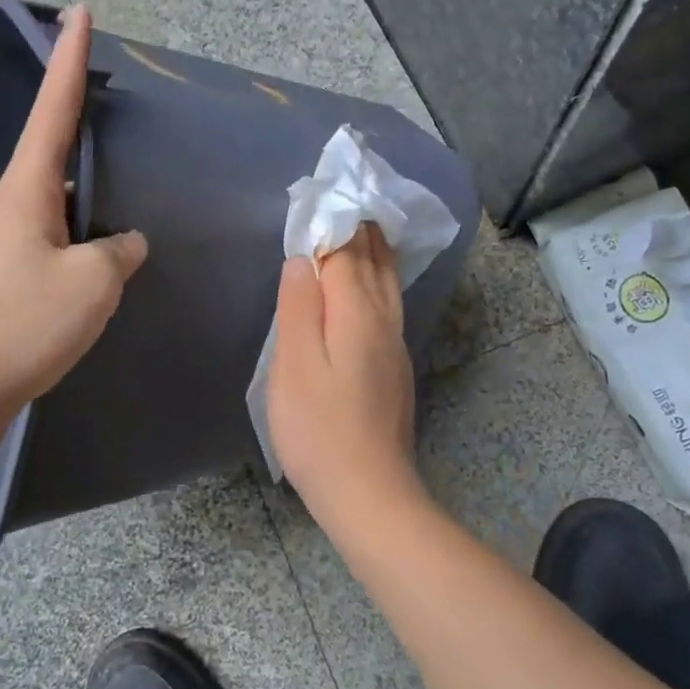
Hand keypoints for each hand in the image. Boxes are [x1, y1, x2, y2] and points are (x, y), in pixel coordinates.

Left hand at [0, 4, 147, 424]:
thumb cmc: (22, 324)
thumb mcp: (91, 283)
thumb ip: (118, 252)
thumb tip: (126, 242)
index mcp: (25, 191)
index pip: (53, 110)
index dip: (70, 60)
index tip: (79, 11)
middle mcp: (8, 207)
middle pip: (48, 150)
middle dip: (76, 120)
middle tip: (109, 103)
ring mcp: (0, 244)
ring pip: (51, 201)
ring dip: (81, 190)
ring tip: (114, 189)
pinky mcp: (0, 278)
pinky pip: (48, 238)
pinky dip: (75, 232)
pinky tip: (95, 255)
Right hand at [267, 223, 425, 530]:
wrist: (369, 493)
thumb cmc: (319, 429)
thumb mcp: (294, 365)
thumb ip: (299, 307)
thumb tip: (305, 258)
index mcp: (357, 313)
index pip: (348, 254)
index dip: (334, 224)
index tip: (323, 195)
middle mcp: (384, 322)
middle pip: (375, 263)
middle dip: (362, 230)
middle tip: (348, 200)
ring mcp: (394, 346)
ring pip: (388, 285)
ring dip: (375, 253)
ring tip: (364, 229)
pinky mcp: (395, 368)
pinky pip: (388, 306)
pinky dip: (377, 282)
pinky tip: (370, 286)